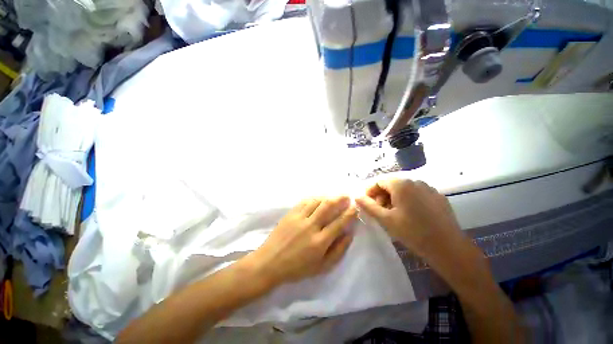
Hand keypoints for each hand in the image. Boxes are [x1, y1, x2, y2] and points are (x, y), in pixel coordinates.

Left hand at [247, 196, 356, 286]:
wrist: (270, 262)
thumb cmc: (297, 268)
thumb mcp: (321, 267)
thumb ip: (338, 251)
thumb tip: (349, 234)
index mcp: (320, 242)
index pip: (339, 223)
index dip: (349, 213)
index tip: (354, 207)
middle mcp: (311, 227)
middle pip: (328, 206)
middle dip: (340, 199)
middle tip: (347, 196)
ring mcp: (299, 218)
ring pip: (317, 201)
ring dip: (328, 197)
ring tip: (334, 197)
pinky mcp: (290, 214)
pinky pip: (305, 201)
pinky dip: (314, 198)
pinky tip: (318, 199)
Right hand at [355, 179, 464, 261]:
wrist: (448, 248)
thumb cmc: (412, 232)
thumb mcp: (385, 219)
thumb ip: (368, 206)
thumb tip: (356, 197)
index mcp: (402, 185)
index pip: (379, 181)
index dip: (370, 191)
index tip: (367, 203)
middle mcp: (416, 181)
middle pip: (392, 184)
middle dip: (382, 196)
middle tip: (380, 211)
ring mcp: (429, 189)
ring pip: (404, 189)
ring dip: (394, 198)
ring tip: (394, 214)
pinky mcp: (438, 197)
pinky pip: (417, 194)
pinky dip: (408, 200)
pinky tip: (410, 215)